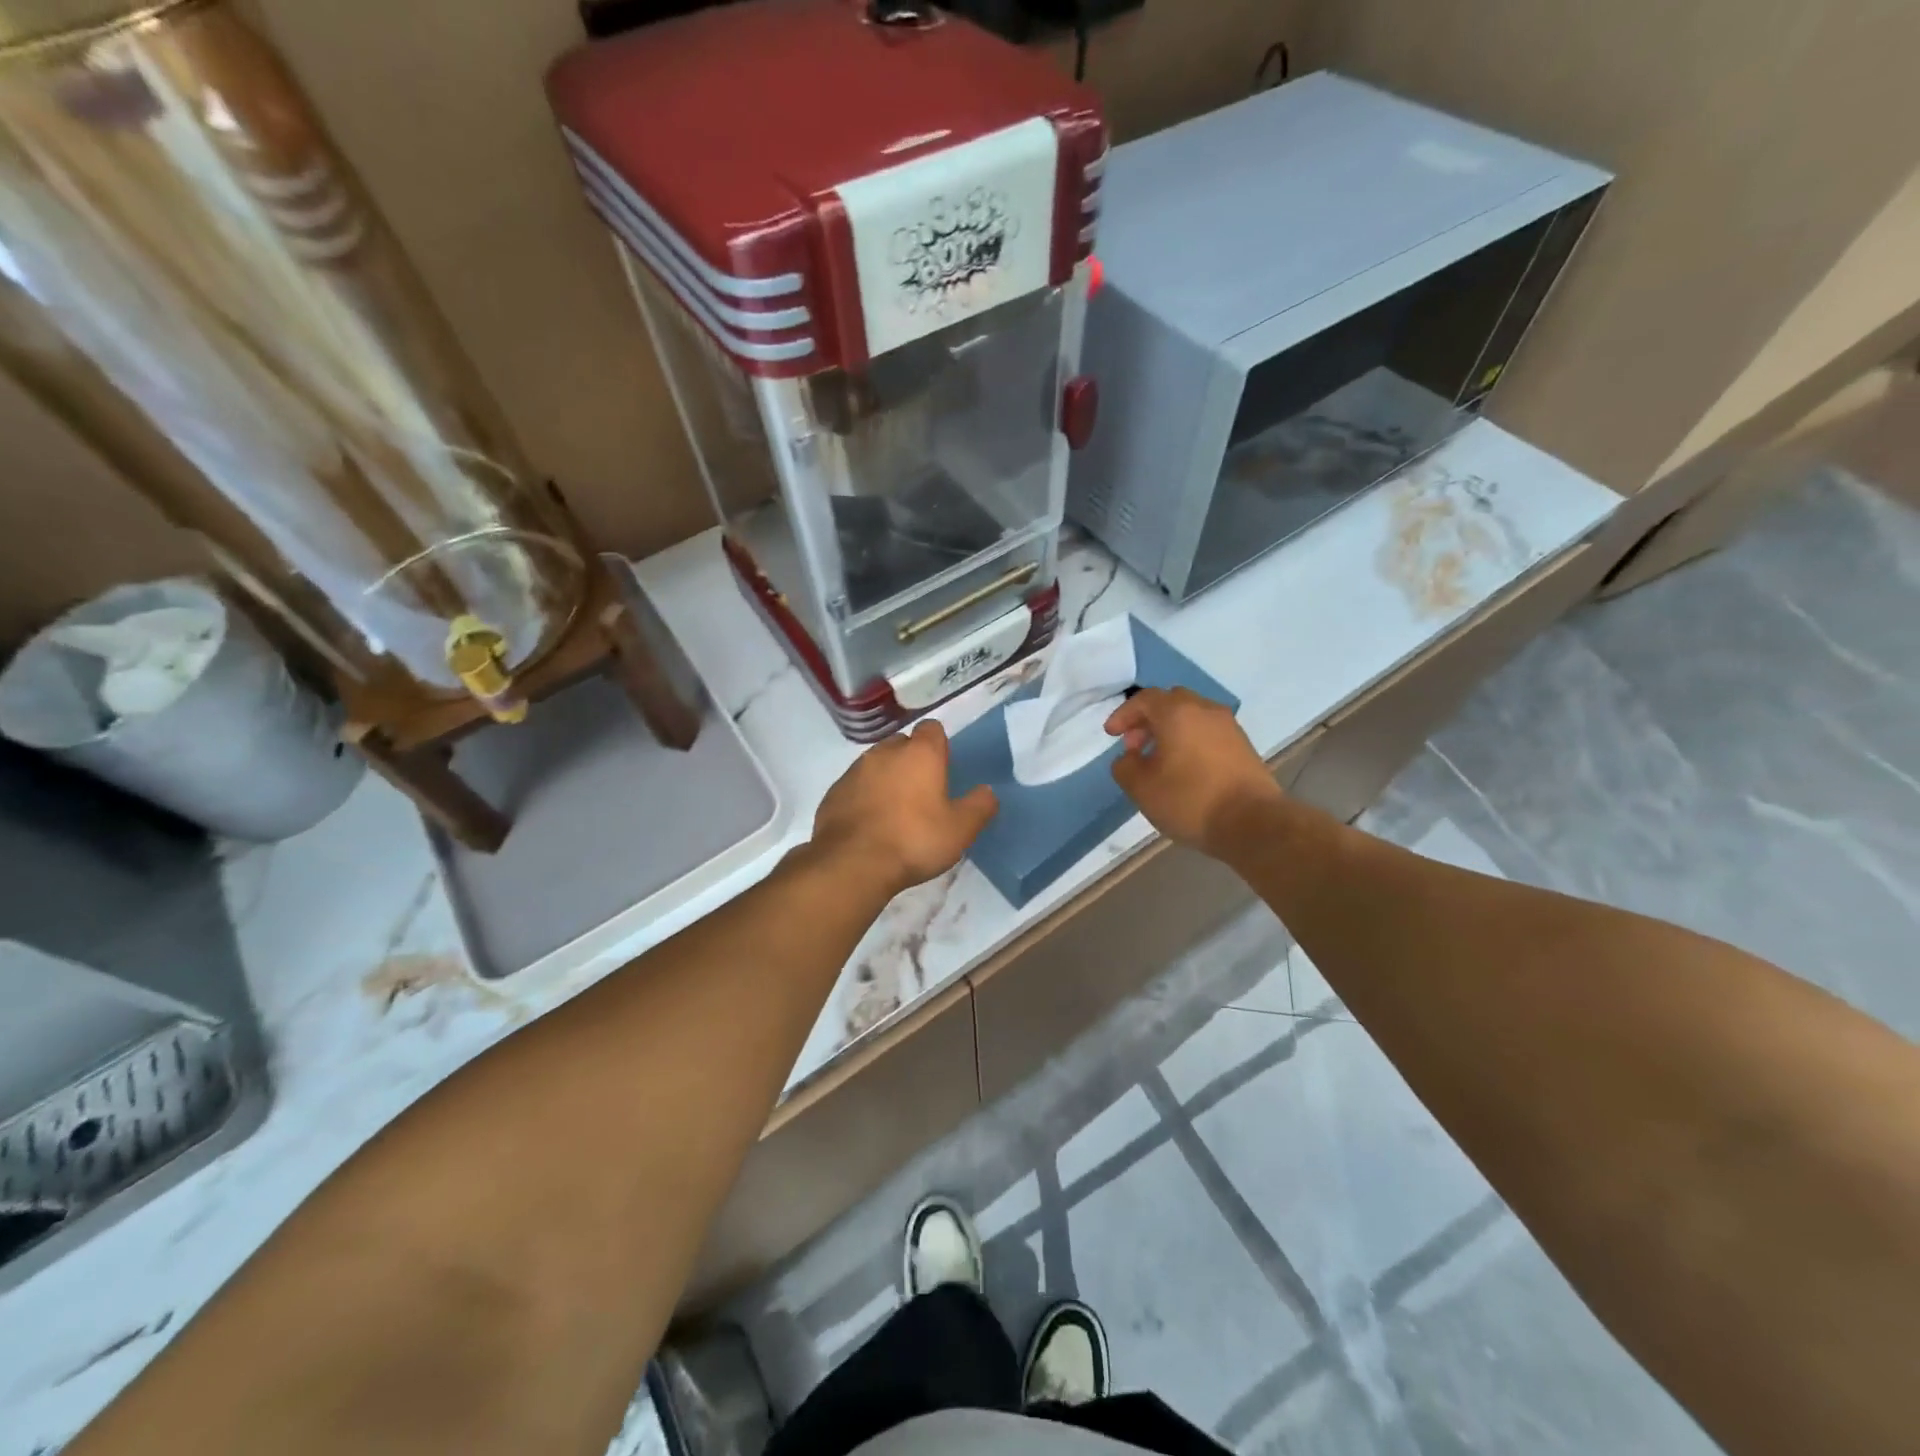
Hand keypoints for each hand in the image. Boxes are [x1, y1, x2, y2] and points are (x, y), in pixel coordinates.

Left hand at [810, 719, 997, 897]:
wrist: (852, 863)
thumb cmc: (914, 840)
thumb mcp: (960, 829)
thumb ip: (979, 806)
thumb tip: (987, 791)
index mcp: (920, 753)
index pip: (932, 729)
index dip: (939, 745)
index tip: (943, 768)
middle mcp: (885, 752)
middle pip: (902, 743)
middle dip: (912, 760)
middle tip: (922, 792)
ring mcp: (855, 770)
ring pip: (876, 764)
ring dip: (886, 778)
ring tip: (895, 810)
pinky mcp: (833, 792)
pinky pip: (855, 786)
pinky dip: (864, 797)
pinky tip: (870, 823)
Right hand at [1106, 688, 1282, 857]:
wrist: (1253, 822)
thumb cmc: (1190, 800)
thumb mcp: (1141, 788)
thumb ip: (1125, 766)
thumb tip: (1129, 758)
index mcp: (1177, 712)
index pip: (1144, 699)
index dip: (1124, 715)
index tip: (1111, 735)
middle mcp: (1205, 710)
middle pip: (1171, 702)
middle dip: (1148, 720)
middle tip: (1135, 745)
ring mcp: (1228, 727)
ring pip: (1192, 717)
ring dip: (1170, 731)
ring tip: (1159, 760)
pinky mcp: (1243, 746)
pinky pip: (1208, 733)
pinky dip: (1190, 741)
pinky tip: (1185, 769)